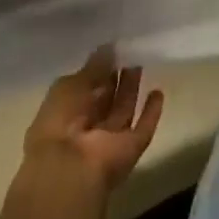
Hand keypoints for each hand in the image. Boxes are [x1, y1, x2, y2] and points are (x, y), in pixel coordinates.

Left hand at [21, 47, 163, 191]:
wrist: (70, 170)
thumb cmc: (59, 123)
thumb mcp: (68, 86)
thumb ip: (91, 68)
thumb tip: (109, 47)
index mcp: (64, 116)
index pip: (83, 91)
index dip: (96, 72)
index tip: (111, 51)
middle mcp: (87, 129)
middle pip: (104, 101)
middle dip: (115, 79)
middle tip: (129, 54)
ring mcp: (110, 140)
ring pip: (123, 111)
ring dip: (131, 89)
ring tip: (141, 63)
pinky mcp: (131, 148)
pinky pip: (144, 127)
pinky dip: (152, 112)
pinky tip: (158, 92)